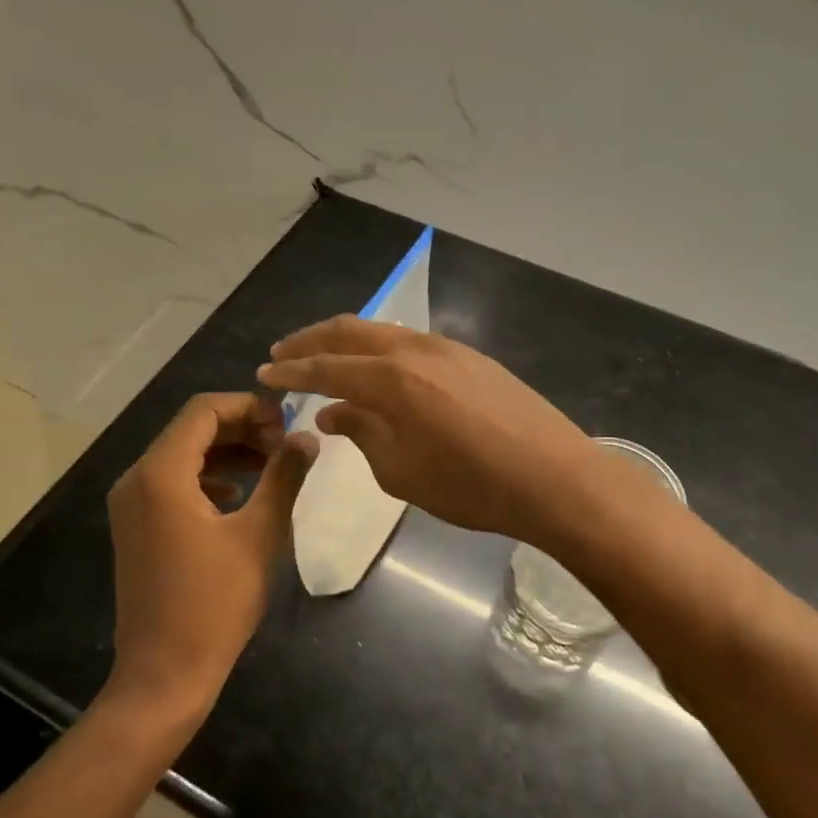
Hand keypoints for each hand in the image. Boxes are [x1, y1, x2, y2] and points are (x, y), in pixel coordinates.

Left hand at [104, 393, 317, 720]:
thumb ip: (284, 477)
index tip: (287, 422)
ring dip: (227, 451)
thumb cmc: (214, 604)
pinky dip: (208, 476)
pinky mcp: (136, 526)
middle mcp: (137, 479)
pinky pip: (172, 482)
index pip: (203, 410)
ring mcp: (131, 504)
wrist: (163, 675)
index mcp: (161, 474)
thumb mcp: (259, 535)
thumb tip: (308, 438)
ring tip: (271, 465)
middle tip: (284, 443)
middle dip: (241, 428)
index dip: (249, 407)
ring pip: (182, 454)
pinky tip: (240, 494)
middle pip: (191, 429)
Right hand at [257, 316, 597, 542]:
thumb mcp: (401, 471)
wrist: (554, 478)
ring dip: (347, 340)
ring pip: (382, 330)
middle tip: (283, 352)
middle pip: (350, 331)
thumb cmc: (471, 486)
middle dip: (311, 340)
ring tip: (324, 356)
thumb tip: (332, 412)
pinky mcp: (471, 356)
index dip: (290, 371)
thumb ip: (361, 433)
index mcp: (391, 379)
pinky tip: (377, 368)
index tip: (263, 372)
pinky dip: (380, 348)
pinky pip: (410, 341)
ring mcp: (447, 348)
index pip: (326, 367)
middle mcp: (415, 349)